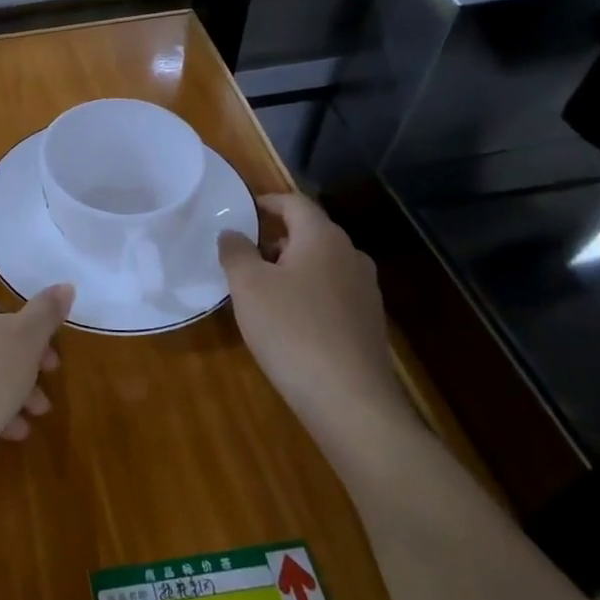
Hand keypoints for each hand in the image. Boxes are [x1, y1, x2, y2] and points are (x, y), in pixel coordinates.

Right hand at [218, 192, 411, 435]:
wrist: (348, 398)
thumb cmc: (291, 328)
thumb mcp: (247, 285)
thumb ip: (235, 251)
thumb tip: (232, 233)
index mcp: (323, 238)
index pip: (296, 203)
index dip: (268, 201)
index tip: (245, 208)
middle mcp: (350, 256)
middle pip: (310, 233)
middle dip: (276, 239)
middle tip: (243, 255)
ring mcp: (365, 291)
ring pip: (321, 265)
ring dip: (291, 268)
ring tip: (260, 290)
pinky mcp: (367, 323)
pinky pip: (331, 293)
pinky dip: (307, 294)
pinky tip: (287, 320)